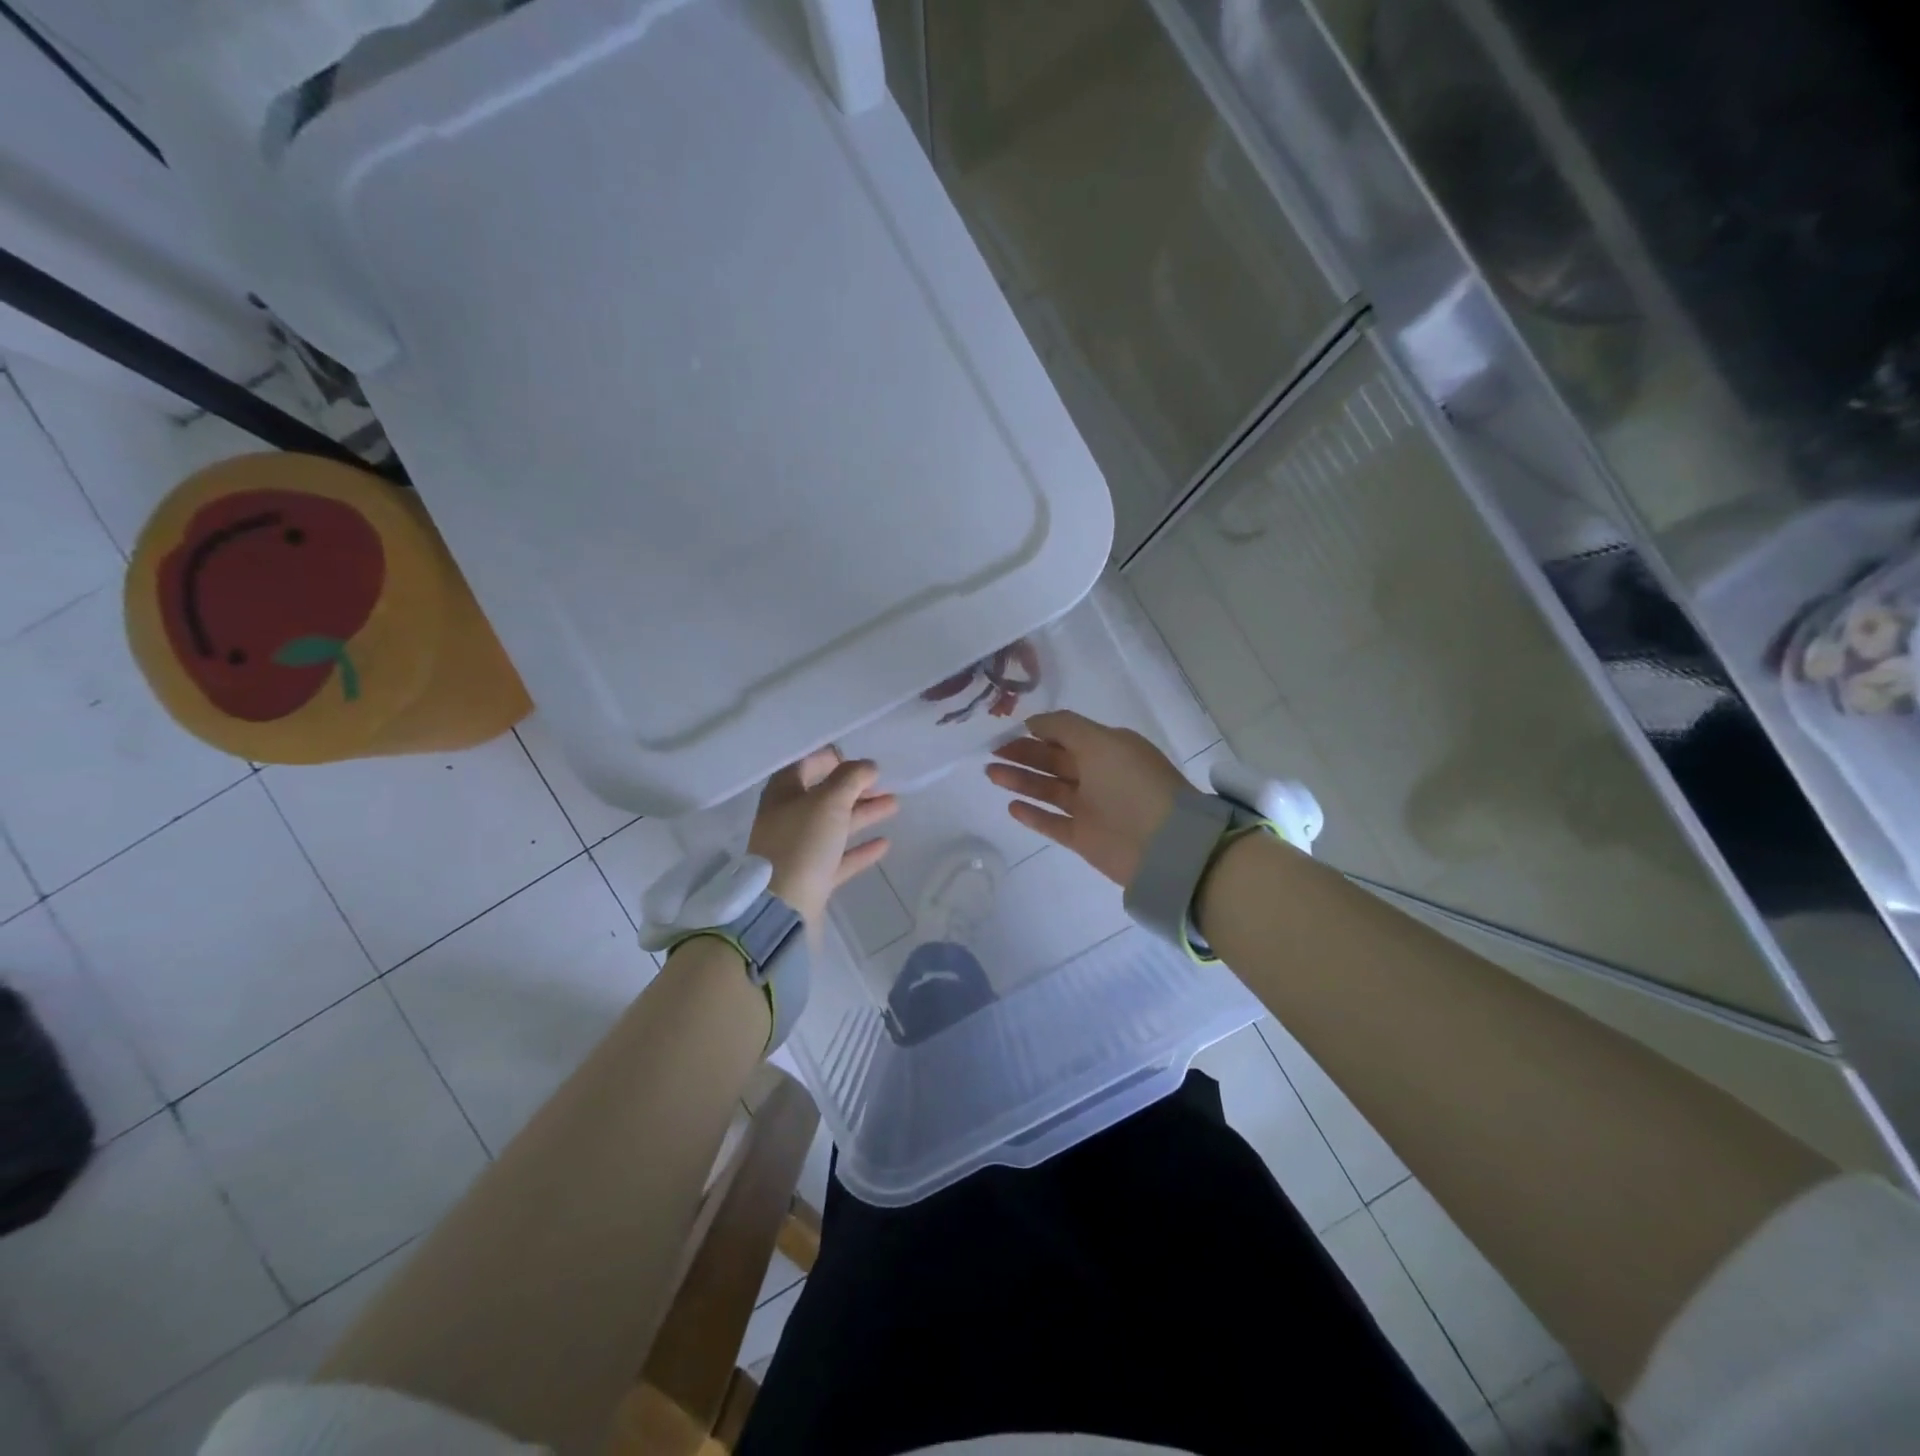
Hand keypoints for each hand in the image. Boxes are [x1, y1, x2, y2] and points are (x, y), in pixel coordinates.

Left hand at [748, 749, 896, 923]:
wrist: (783, 908)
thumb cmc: (802, 843)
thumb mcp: (829, 801)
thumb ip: (851, 778)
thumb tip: (868, 765)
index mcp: (783, 795)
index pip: (805, 766)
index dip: (830, 760)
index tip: (860, 761)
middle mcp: (788, 819)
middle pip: (824, 797)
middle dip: (855, 789)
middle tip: (884, 783)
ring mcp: (799, 850)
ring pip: (835, 825)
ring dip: (863, 813)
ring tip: (894, 805)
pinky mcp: (812, 877)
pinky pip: (839, 857)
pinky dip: (860, 848)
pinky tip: (884, 843)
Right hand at [986, 710, 1187, 887]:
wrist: (1164, 845)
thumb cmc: (1132, 784)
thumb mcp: (1101, 742)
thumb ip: (1064, 727)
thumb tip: (1032, 722)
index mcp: (1109, 749)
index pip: (1068, 735)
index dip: (1040, 732)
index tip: (1009, 730)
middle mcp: (1099, 776)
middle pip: (1055, 761)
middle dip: (1024, 754)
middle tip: (992, 752)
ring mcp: (1091, 808)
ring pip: (1049, 790)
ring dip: (1021, 780)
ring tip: (991, 773)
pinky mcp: (1084, 838)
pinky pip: (1053, 823)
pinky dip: (1033, 815)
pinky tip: (1011, 806)